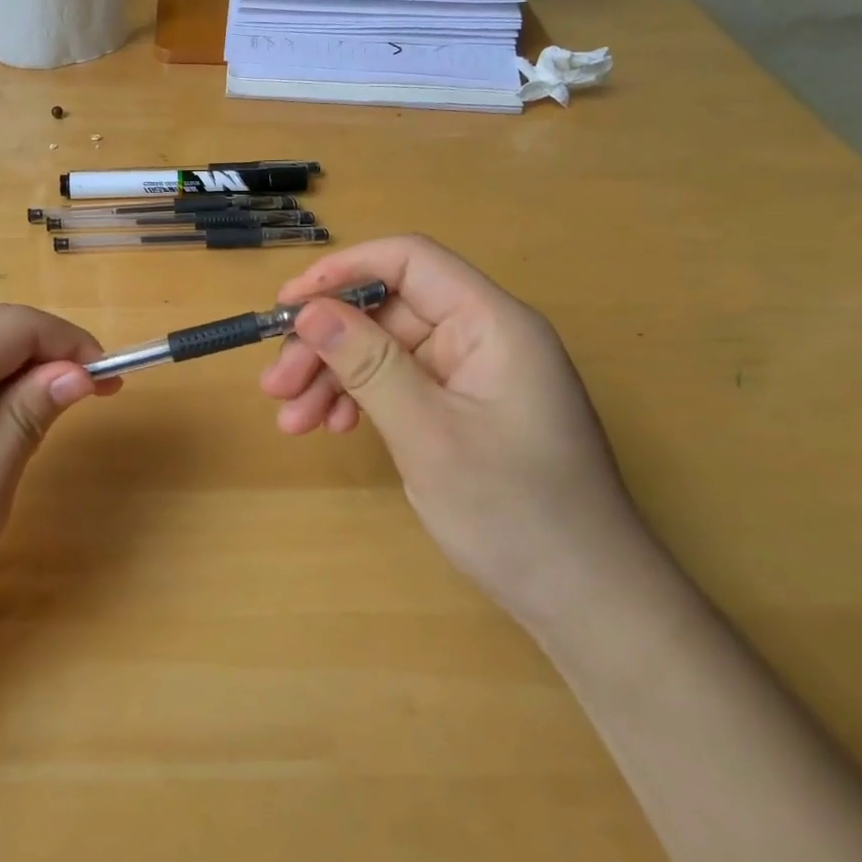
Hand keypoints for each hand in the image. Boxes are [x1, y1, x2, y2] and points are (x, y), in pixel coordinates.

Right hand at [259, 235, 650, 623]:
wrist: (585, 601)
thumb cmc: (515, 513)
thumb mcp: (428, 435)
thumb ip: (368, 364)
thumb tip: (310, 310)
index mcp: (492, 323)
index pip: (410, 261)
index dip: (343, 271)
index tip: (288, 304)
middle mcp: (482, 336)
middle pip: (388, 311)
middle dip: (327, 342)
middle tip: (276, 385)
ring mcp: (472, 375)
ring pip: (385, 350)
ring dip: (334, 376)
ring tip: (291, 420)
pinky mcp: (462, 409)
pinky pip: (398, 384)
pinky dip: (359, 400)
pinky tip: (329, 427)